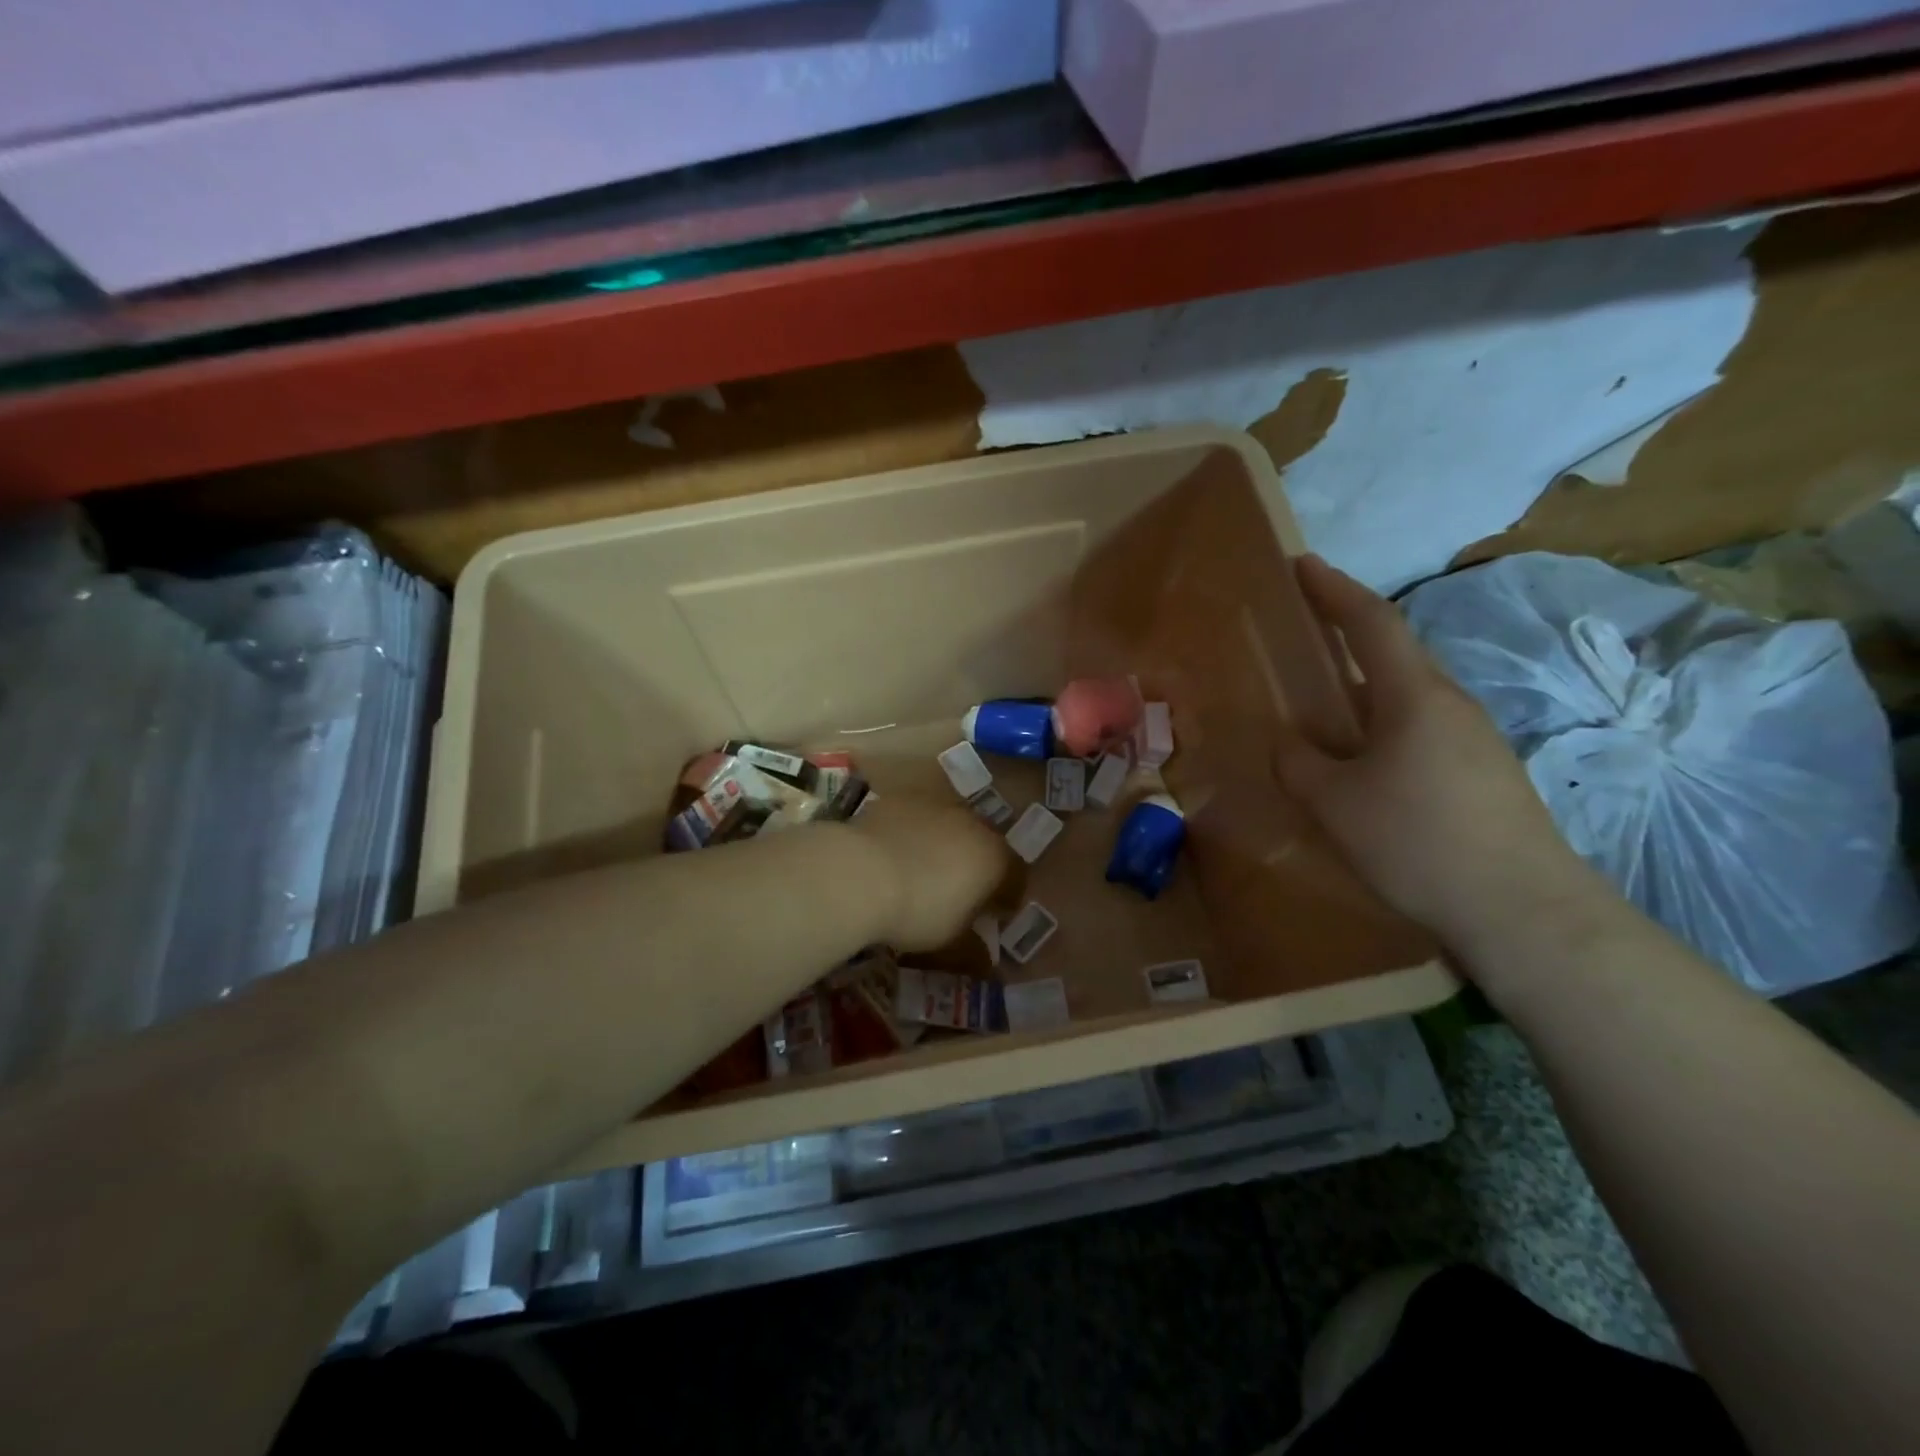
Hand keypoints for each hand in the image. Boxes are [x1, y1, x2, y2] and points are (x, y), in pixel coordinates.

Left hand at [845, 798, 1008, 951]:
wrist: (860, 872)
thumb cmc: (918, 912)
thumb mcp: (950, 943)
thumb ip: (974, 950)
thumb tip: (987, 961)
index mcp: (994, 858)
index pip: (1015, 876)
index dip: (1007, 897)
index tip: (994, 915)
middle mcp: (972, 823)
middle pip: (983, 845)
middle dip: (976, 867)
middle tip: (958, 892)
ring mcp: (935, 806)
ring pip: (949, 827)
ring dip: (944, 846)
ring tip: (922, 870)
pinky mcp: (901, 800)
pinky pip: (916, 819)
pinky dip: (912, 834)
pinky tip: (893, 854)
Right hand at [1276, 555, 1606, 956]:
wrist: (1523, 911)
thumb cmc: (1418, 842)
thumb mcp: (1336, 803)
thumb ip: (1300, 763)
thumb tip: (1289, 742)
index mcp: (1414, 696)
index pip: (1372, 623)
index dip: (1333, 589)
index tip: (1302, 564)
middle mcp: (1451, 705)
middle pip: (1393, 655)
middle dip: (1347, 637)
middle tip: (1304, 638)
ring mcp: (1474, 740)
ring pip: (1406, 698)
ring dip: (1363, 692)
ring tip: (1322, 713)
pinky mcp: (1484, 774)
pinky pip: (1420, 731)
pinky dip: (1381, 728)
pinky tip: (1362, 766)